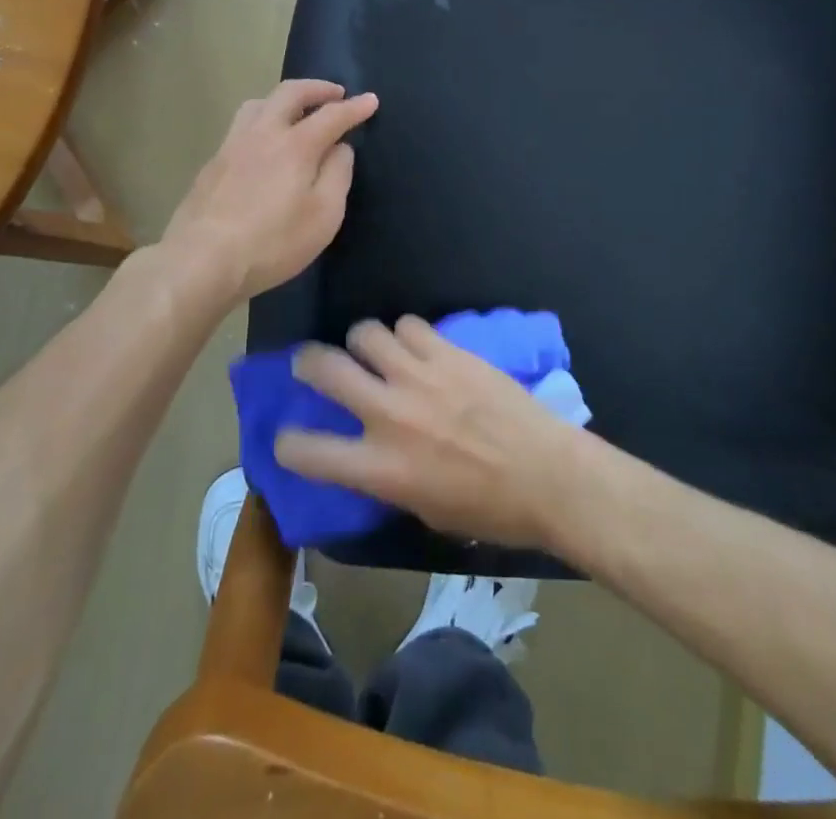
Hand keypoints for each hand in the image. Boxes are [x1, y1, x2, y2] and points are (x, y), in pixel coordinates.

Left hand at [161, 80, 378, 305]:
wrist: (201, 260)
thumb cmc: (272, 242)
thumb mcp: (323, 216)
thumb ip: (337, 175)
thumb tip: (340, 148)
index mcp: (295, 145)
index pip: (332, 115)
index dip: (354, 107)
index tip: (371, 100)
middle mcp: (263, 133)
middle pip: (290, 93)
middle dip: (317, 88)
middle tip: (335, 93)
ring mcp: (232, 145)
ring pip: (259, 103)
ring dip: (284, 99)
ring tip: (296, 111)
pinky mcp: (213, 163)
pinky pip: (242, 125)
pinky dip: (262, 120)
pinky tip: (263, 143)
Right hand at [275, 317, 579, 549]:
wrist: (548, 474)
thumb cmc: (489, 510)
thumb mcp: (424, 510)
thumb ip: (387, 478)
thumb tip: (369, 456)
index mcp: (381, 468)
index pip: (308, 452)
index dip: (286, 444)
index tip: (287, 438)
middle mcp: (389, 414)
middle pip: (325, 368)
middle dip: (307, 362)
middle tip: (310, 363)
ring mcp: (419, 376)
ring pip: (365, 333)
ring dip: (362, 342)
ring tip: (373, 350)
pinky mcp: (448, 352)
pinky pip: (409, 324)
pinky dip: (405, 334)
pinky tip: (418, 347)